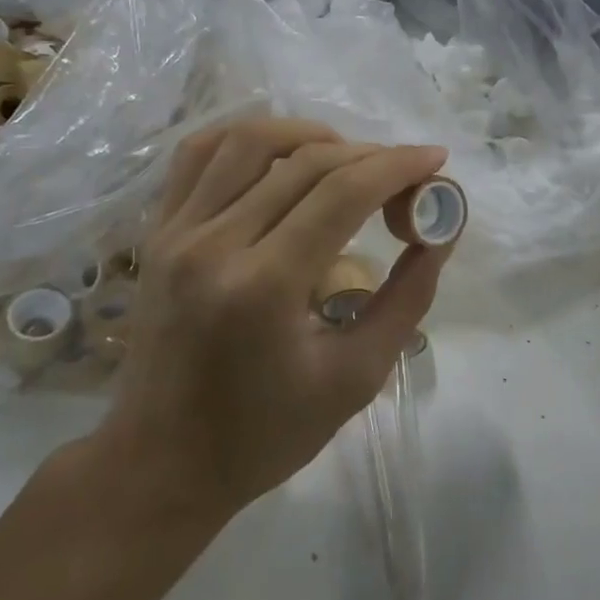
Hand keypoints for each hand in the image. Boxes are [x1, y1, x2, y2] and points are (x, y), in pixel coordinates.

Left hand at [93, 118, 452, 519]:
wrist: (159, 464)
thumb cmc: (263, 435)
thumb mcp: (355, 378)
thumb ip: (407, 298)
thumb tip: (441, 232)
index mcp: (265, 286)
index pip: (343, 193)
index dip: (398, 165)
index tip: (435, 159)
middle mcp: (215, 243)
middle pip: (305, 161)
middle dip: (369, 155)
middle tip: (403, 174)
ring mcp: (177, 230)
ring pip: (250, 139)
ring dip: (310, 134)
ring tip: (346, 157)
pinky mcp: (158, 230)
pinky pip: (199, 152)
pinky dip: (247, 137)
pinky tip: (281, 152)